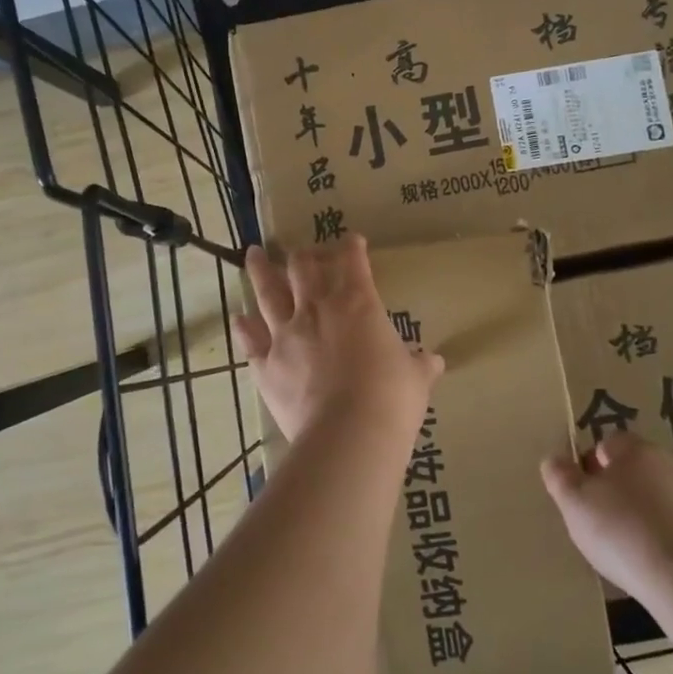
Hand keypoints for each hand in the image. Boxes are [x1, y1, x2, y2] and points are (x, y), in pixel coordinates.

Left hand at [231, 237, 443, 444]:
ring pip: (267, 292)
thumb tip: (435, 361)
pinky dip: (243, 329)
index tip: (352, 240)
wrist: (349, 433)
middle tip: (299, 251)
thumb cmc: (392, 398)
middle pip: (302, 268)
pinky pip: (251, 341)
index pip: (353, 262)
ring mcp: (286, 335)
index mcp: (358, 304)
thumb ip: (421, 365)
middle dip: (302, 255)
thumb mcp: (416, 379)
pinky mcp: (267, 365)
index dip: (352, 247)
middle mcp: (317, 309)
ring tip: (252, 254)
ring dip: (259, 271)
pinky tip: (237, 318)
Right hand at [540, 430, 672, 597]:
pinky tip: (656, 562)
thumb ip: (559, 476)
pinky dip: (668, 537)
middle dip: (618, 490)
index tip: (582, 495)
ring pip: (660, 497)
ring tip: (629, 547)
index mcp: (635, 450)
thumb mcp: (574, 503)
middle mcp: (669, 464)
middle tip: (601, 521)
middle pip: (635, 469)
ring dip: (645, 513)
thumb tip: (554, 460)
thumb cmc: (622, 532)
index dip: (591, 466)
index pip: (608, 444)